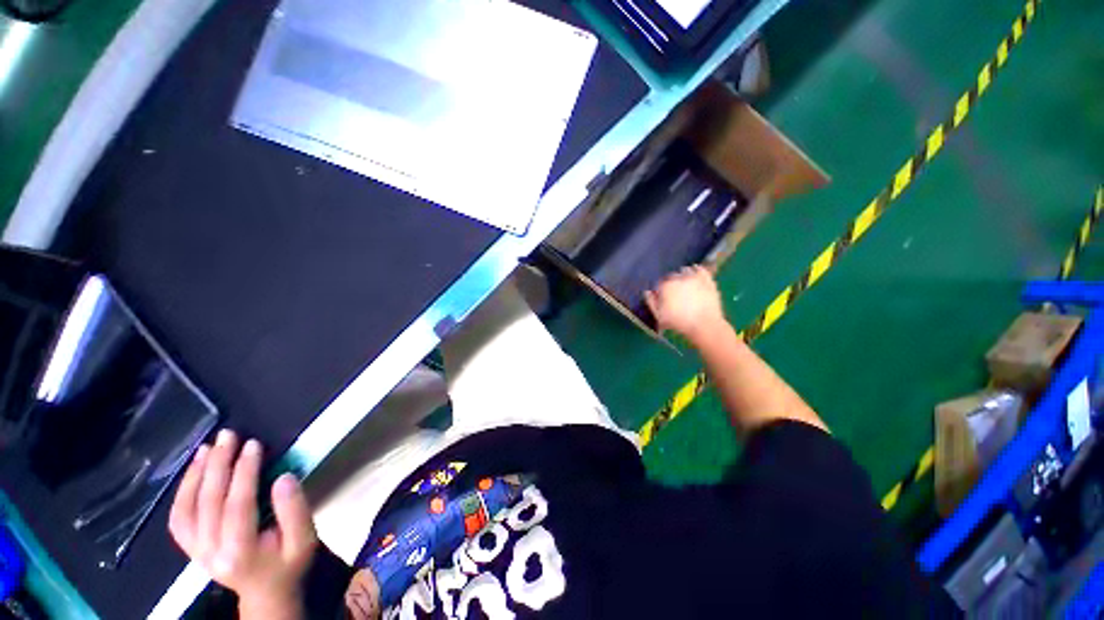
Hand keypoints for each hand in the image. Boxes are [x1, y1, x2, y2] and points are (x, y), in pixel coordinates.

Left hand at [169, 430, 316, 617]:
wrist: (266, 594)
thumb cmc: (289, 563)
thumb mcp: (304, 539)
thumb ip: (295, 510)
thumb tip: (283, 477)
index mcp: (241, 552)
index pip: (237, 504)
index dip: (244, 471)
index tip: (253, 444)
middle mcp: (210, 552)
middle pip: (208, 503)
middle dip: (218, 465)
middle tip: (229, 436)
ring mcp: (196, 551)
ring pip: (186, 509)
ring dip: (195, 475)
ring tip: (207, 448)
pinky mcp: (191, 547)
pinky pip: (178, 518)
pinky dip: (182, 493)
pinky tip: (192, 472)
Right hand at [645, 265, 725, 343]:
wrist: (704, 325)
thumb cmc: (679, 322)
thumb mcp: (659, 316)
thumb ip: (651, 302)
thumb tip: (647, 292)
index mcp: (665, 286)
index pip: (659, 283)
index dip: (660, 290)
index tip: (662, 297)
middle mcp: (678, 278)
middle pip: (671, 276)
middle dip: (671, 283)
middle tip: (674, 294)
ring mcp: (693, 277)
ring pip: (684, 270)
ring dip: (683, 275)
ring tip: (684, 286)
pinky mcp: (707, 279)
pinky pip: (700, 269)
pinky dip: (696, 270)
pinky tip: (695, 275)